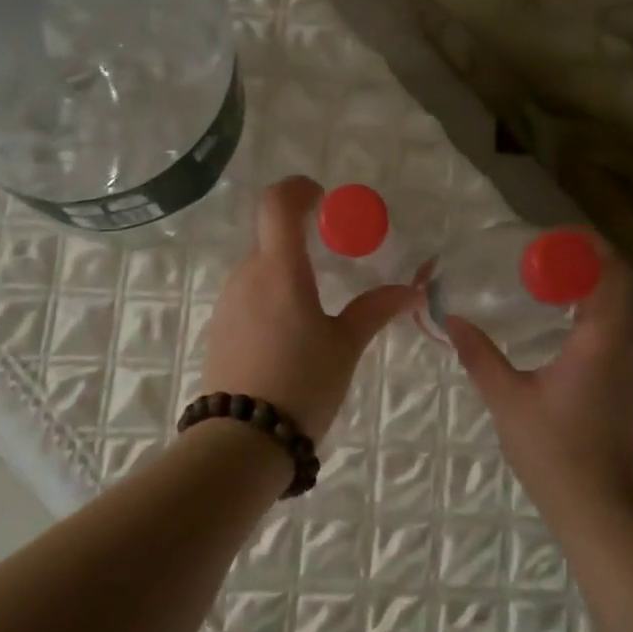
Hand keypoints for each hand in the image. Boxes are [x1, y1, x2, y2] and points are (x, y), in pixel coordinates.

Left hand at [197, 176, 416, 442]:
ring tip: (314, 308)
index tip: (322, 199)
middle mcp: (247, 275)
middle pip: (270, 237)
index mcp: (280, 269)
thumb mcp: (345, 346)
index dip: (298, 189)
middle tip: (333, 263)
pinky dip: (270, 297)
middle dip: (301, 239)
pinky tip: (289, 335)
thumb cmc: (301, 384)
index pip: (277, 203)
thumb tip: (413, 290)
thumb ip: (375, 309)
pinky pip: (248, 296)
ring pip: (259, 268)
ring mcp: (227, 302)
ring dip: (286, 271)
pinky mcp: (219, 328)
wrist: (241, 442)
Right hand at [445, 244, 632, 520]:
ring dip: (585, 291)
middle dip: (580, 265)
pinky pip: (613, 334)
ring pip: (616, 311)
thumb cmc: (553, 450)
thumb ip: (479, 355)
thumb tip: (451, 319)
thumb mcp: (507, 399)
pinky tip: (557, 326)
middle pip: (614, 286)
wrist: (599, 511)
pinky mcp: (627, 387)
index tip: (550, 238)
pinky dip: (589, 316)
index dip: (586, 248)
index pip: (609, 273)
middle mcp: (626, 346)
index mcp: (602, 340)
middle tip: (535, 257)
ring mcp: (631, 368)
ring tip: (542, 283)